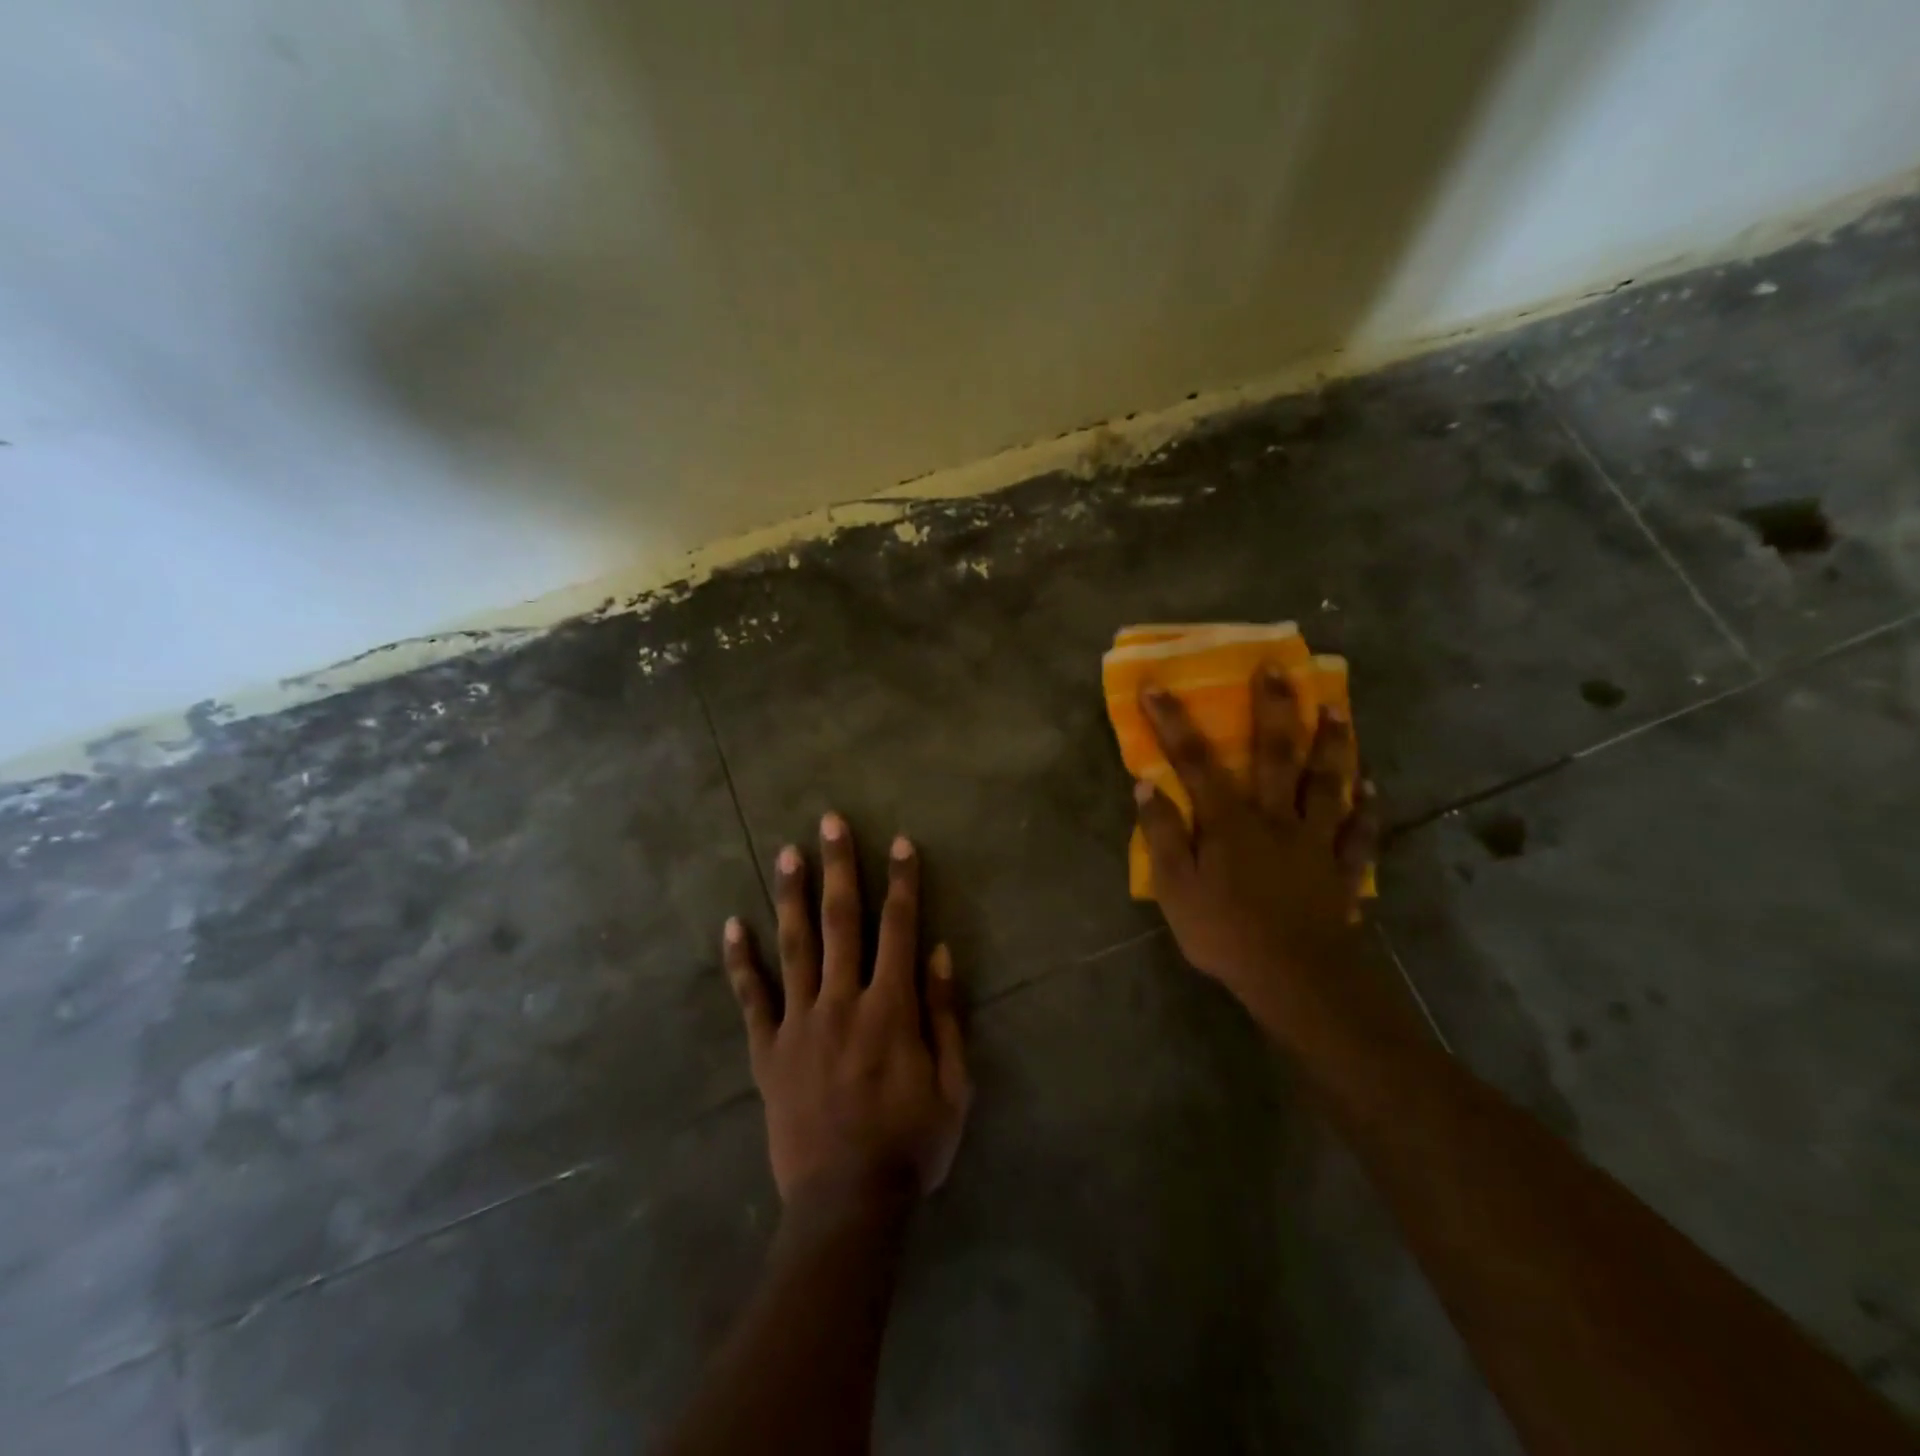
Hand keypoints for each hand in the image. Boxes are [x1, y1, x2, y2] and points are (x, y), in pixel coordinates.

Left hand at [723, 813, 972, 1207]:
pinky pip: (752, 998)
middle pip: (841, 921)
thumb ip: (945, 1015)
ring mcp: (799, 1024)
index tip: (900, 843)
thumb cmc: (910, 1144)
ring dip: (792, 895)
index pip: (898, 928)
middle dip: (840, 867)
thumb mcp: (953, 1085)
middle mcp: (842, 1002)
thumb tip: (939, 952)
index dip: (902, 882)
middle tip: (831, 821)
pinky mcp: (768, 1051)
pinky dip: (741, 961)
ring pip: (795, 946)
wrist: (845, 1204)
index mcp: (890, 1008)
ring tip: (788, 851)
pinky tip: (732, 926)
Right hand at [1133, 669, 1379, 1029]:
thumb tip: (1147, 785)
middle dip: (1273, 708)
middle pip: (1275, 754)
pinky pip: (1359, 832)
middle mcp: (1275, 817)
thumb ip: (1162, 834)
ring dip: (1332, 743)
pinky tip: (1373, 786)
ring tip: (1337, 709)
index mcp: (1230, 820)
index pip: (1195, 761)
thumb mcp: (1175, 888)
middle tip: (1278, 668)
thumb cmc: (1225, 933)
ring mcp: (1314, 840)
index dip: (1173, 722)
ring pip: (1327, 782)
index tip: (1157, 685)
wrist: (1295, 978)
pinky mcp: (1341, 868)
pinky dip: (1368, 808)